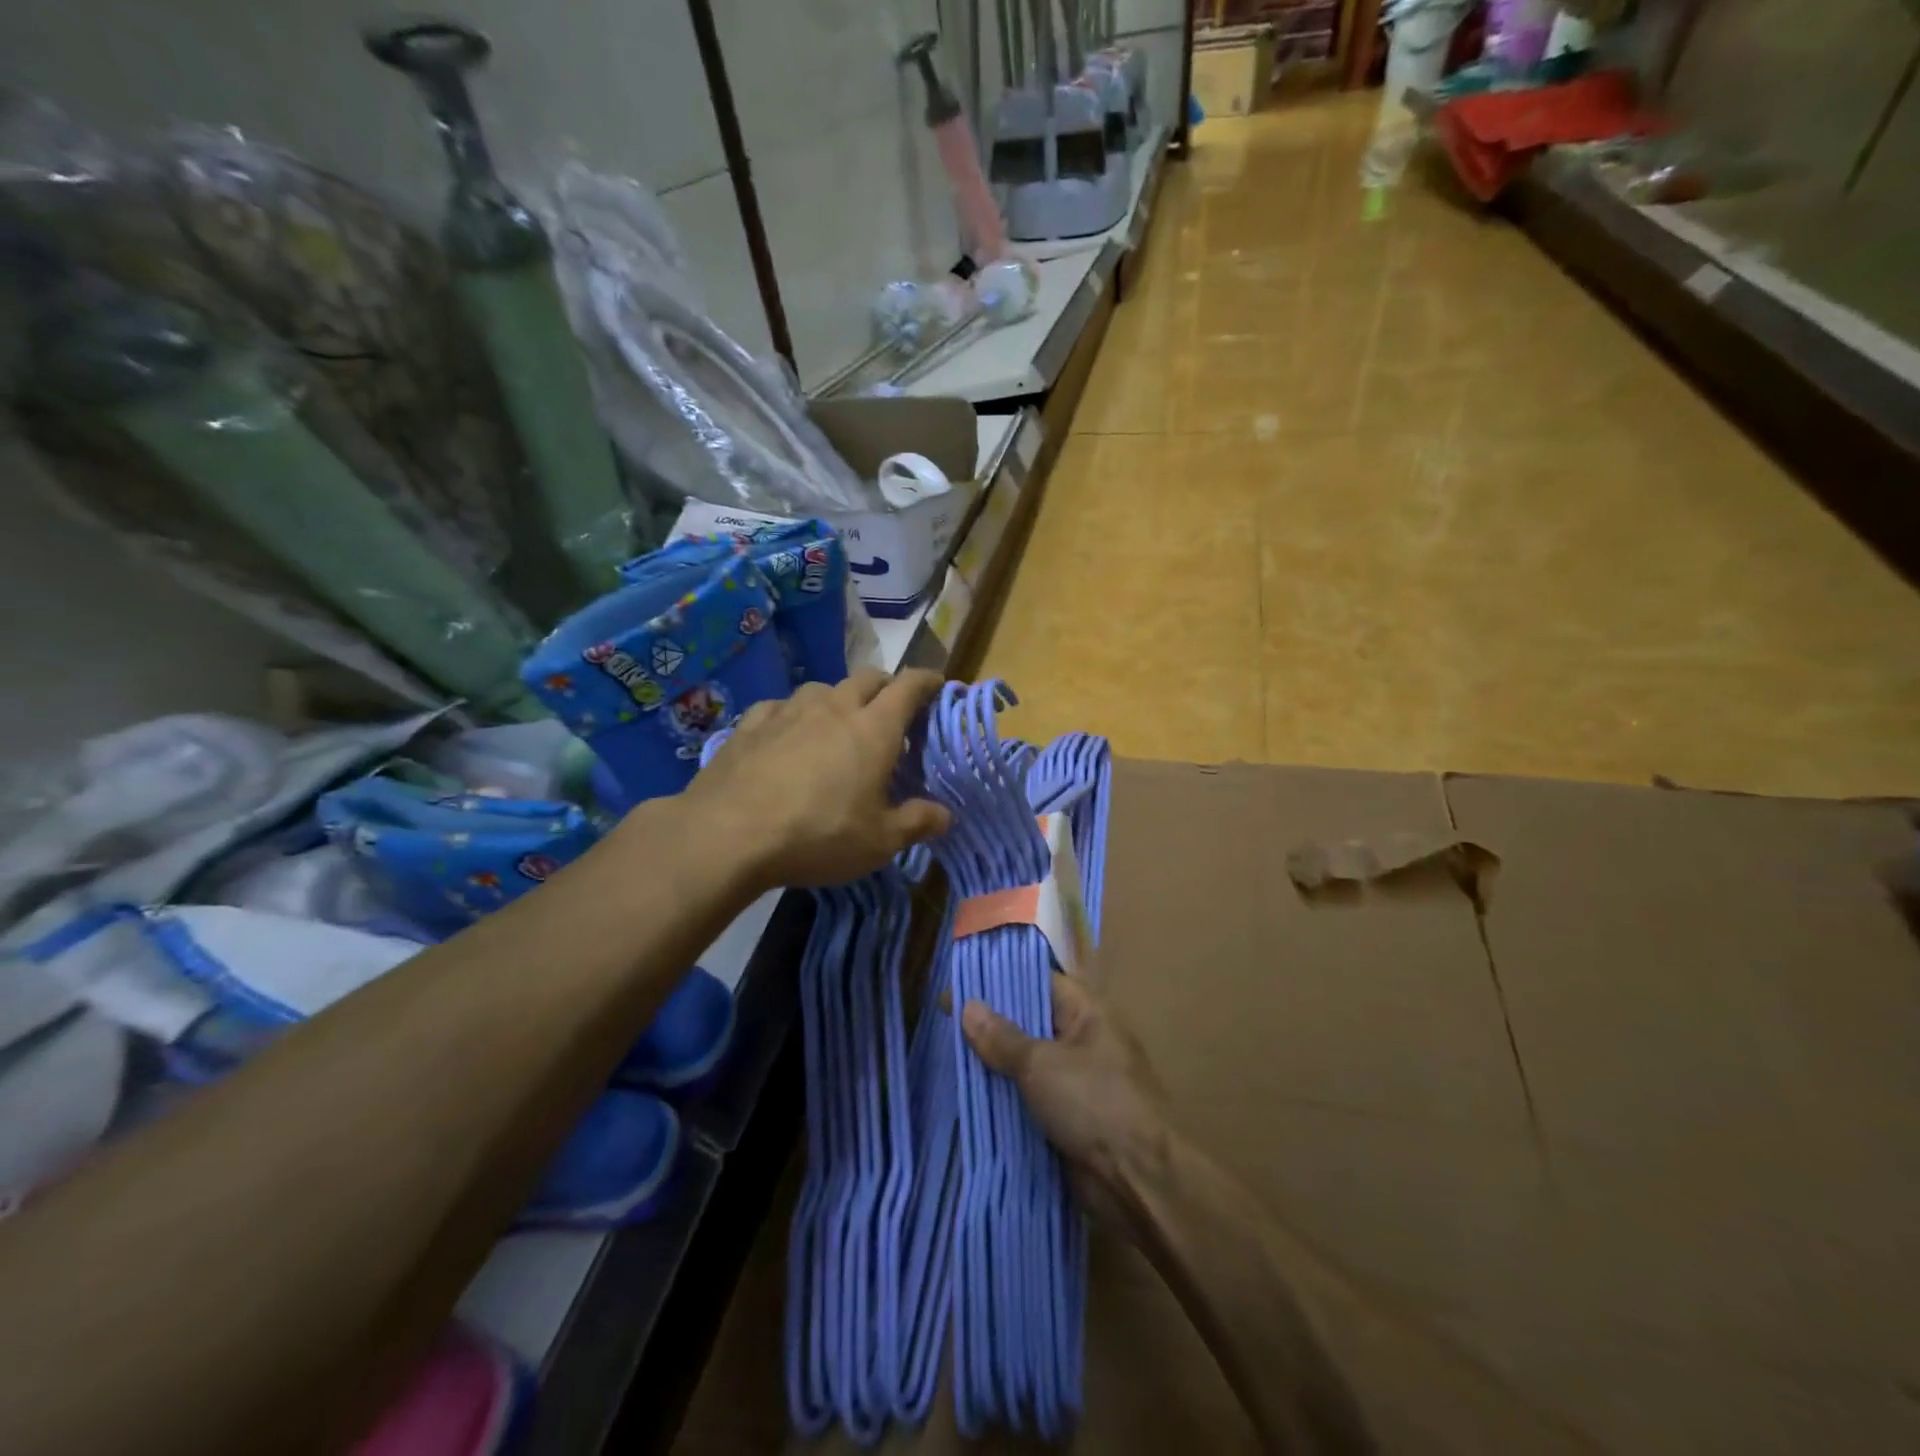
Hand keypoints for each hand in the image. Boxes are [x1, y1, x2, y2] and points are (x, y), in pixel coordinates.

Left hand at [688, 668, 951, 890]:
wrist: (729, 834)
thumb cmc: (818, 835)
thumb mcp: (878, 842)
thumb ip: (916, 823)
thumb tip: (946, 815)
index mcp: (873, 729)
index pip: (909, 686)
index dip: (927, 680)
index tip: (937, 684)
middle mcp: (834, 708)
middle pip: (868, 678)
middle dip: (886, 686)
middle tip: (892, 710)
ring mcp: (789, 711)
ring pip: (823, 688)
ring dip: (839, 698)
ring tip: (838, 723)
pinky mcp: (751, 723)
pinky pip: (781, 705)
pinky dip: (794, 714)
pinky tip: (787, 733)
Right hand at [962, 973, 1172, 1224]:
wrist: (1138, 1181)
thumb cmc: (1094, 1104)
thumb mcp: (1041, 1064)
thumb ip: (1002, 1037)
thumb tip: (968, 1005)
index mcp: (1087, 1013)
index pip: (1038, 982)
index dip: (1000, 981)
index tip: (960, 983)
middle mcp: (1083, 1041)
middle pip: (1029, 1023)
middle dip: (991, 1025)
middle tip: (945, 1022)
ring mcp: (1076, 1081)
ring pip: (1026, 1064)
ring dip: (995, 1066)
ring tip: (947, 1056)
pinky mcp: (1069, 1118)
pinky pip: (1030, 1098)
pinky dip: (1005, 1098)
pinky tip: (969, 1098)